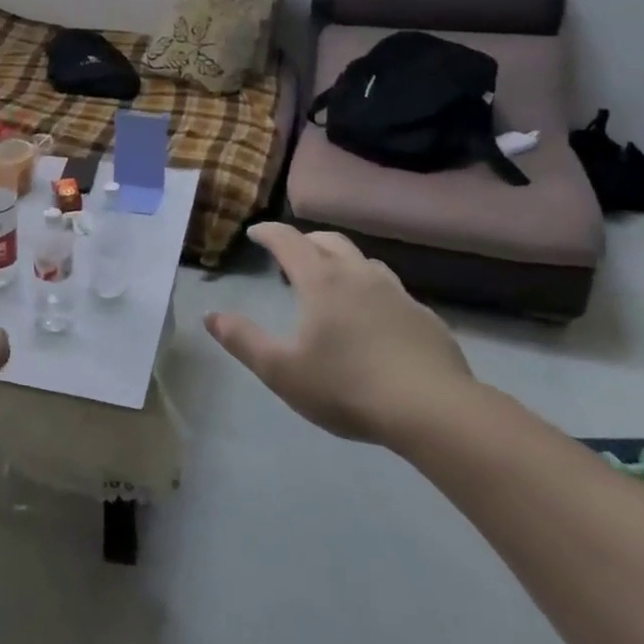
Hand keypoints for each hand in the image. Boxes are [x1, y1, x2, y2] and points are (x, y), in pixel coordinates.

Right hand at [205, 223, 477, 444]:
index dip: (269, 232)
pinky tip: (374, 319)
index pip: (289, 240)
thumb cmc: (346, 386)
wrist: (433, 410)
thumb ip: (242, 340)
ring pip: (365, 262)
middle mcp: (359, 276)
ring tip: (332, 281)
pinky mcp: (425, 318)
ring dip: (342, 262)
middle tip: (291, 254)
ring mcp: (398, 294)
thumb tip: (210, 316)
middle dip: (306, 241)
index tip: (255, 233)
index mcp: (321, 281)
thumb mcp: (281, 370)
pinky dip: (372, 291)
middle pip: (330, 241)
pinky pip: (392, 291)